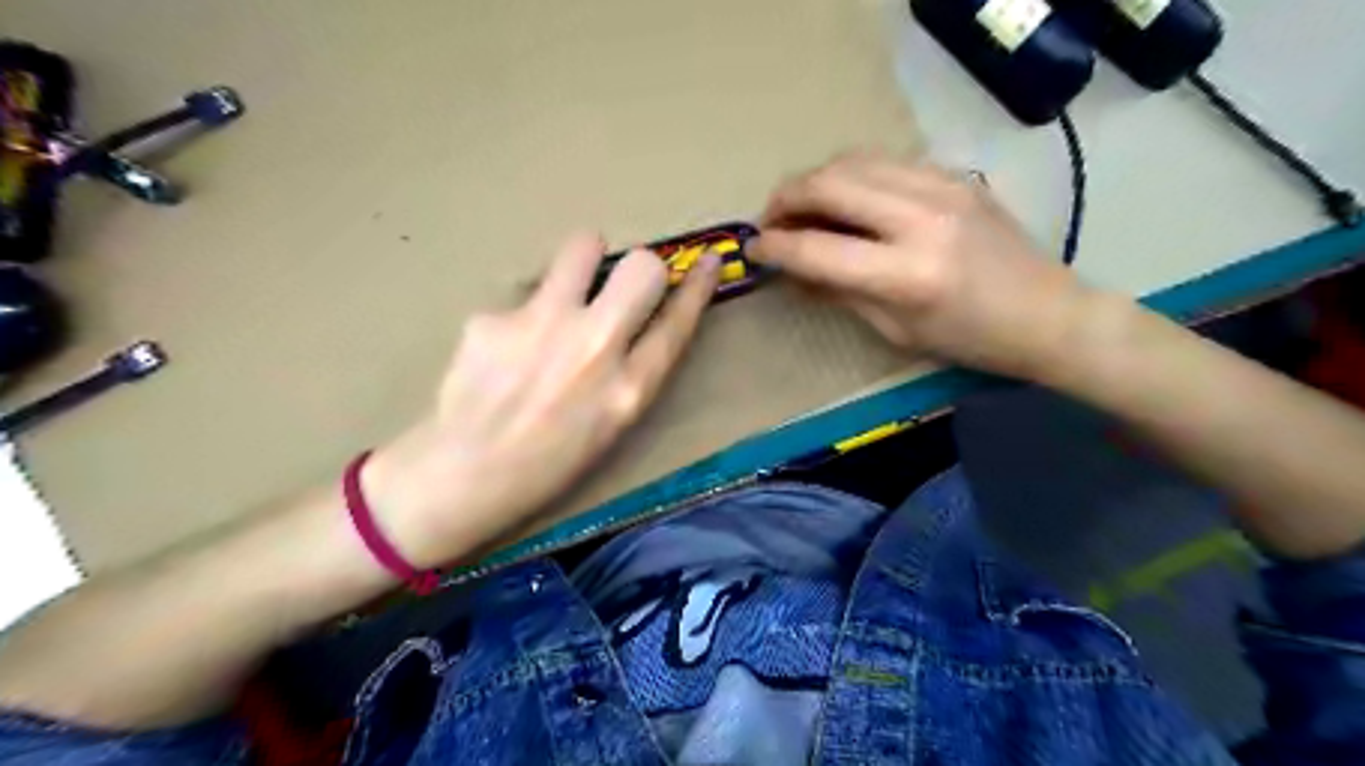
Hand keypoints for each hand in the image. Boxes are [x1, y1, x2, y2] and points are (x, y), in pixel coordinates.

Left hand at [361, 233, 725, 566]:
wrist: (463, 476)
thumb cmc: (547, 464)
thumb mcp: (611, 426)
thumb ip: (632, 371)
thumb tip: (639, 319)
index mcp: (628, 389)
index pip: (678, 321)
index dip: (698, 285)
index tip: (709, 259)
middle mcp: (595, 348)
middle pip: (643, 267)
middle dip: (642, 267)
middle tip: (620, 286)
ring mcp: (542, 326)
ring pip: (582, 247)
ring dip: (582, 263)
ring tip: (563, 296)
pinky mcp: (493, 316)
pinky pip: (524, 295)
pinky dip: (522, 316)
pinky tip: (501, 351)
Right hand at [751, 153, 1095, 379]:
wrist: (1047, 314)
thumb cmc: (968, 340)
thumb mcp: (896, 331)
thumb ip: (839, 292)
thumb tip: (793, 270)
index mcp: (906, 275)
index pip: (817, 248)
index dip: (774, 246)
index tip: (752, 248)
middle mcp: (921, 220)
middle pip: (829, 185)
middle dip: (785, 198)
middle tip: (770, 220)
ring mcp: (942, 187)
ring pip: (854, 160)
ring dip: (815, 180)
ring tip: (801, 206)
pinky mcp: (955, 174)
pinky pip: (886, 161)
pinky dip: (852, 174)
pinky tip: (846, 197)